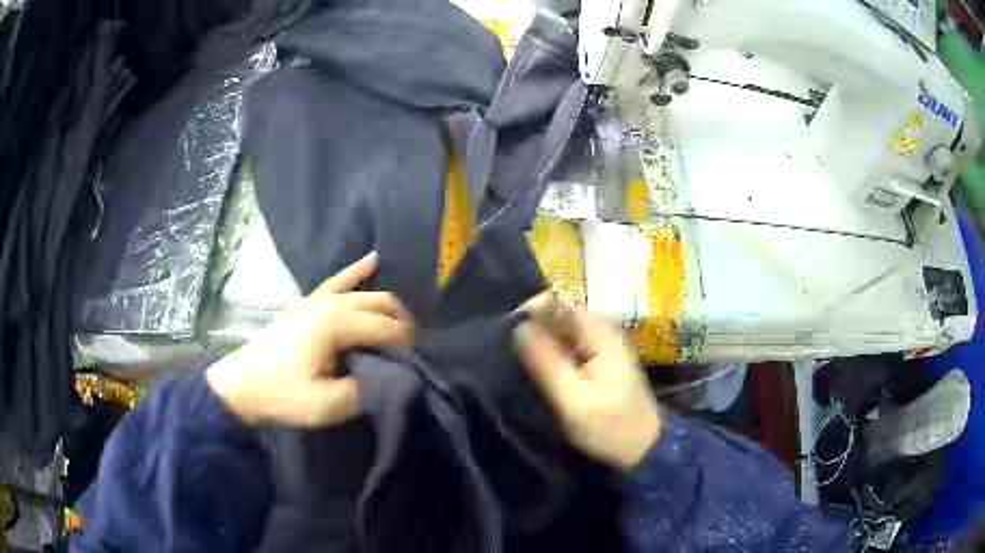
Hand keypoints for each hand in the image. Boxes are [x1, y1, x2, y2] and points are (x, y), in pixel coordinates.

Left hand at [206, 252, 414, 426]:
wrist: (243, 385)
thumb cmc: (283, 395)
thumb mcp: (326, 406)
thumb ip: (365, 391)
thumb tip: (394, 378)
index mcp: (335, 324)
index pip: (386, 327)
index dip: (405, 345)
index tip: (413, 366)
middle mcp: (330, 303)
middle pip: (381, 303)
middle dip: (402, 325)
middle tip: (409, 352)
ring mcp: (317, 298)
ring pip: (365, 291)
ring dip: (387, 305)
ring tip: (403, 324)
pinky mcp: (308, 302)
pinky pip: (338, 281)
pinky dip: (357, 271)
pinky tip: (373, 260)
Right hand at [515, 294, 659, 469]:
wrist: (644, 448)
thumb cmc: (611, 425)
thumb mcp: (573, 398)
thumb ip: (546, 362)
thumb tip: (519, 327)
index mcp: (600, 331)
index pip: (557, 304)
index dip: (529, 310)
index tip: (502, 328)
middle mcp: (603, 331)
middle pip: (559, 316)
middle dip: (532, 327)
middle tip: (504, 348)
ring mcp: (603, 347)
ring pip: (562, 333)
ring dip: (540, 341)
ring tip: (514, 357)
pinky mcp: (600, 363)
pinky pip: (569, 348)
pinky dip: (552, 354)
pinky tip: (536, 368)